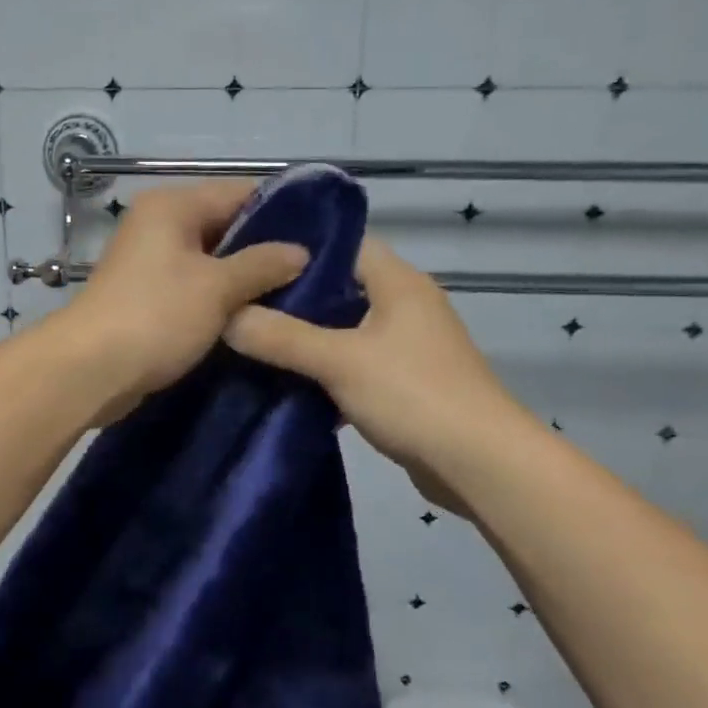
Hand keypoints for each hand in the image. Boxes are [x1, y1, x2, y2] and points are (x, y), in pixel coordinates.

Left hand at [57, 181, 308, 420]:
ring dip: (245, 278)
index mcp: (172, 206)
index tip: (323, 236)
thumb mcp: (217, 288)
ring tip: (295, 294)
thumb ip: (262, 264)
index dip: (283, 212)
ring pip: (211, 261)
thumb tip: (300, 252)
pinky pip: (195, 287)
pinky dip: (221, 298)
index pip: (239, 193)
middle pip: (225, 226)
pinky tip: (255, 315)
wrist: (91, 370)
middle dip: (266, 249)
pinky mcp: (148, 296)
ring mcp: (151, 262)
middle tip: (315, 271)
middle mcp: (159, 225)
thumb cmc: (156, 316)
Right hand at [224, 237, 523, 515]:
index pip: (344, 243)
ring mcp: (408, 347)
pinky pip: (355, 366)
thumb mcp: (340, 361)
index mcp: (398, 283)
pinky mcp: (406, 384)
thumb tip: (227, 316)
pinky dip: (325, 373)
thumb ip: (281, 337)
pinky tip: (287, 385)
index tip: (251, 256)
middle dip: (293, 297)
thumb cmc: (414, 395)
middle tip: (240, 303)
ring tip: (253, 341)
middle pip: (340, 288)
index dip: (298, 246)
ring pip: (345, 331)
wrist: (480, 465)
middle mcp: (406, 306)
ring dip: (307, 339)